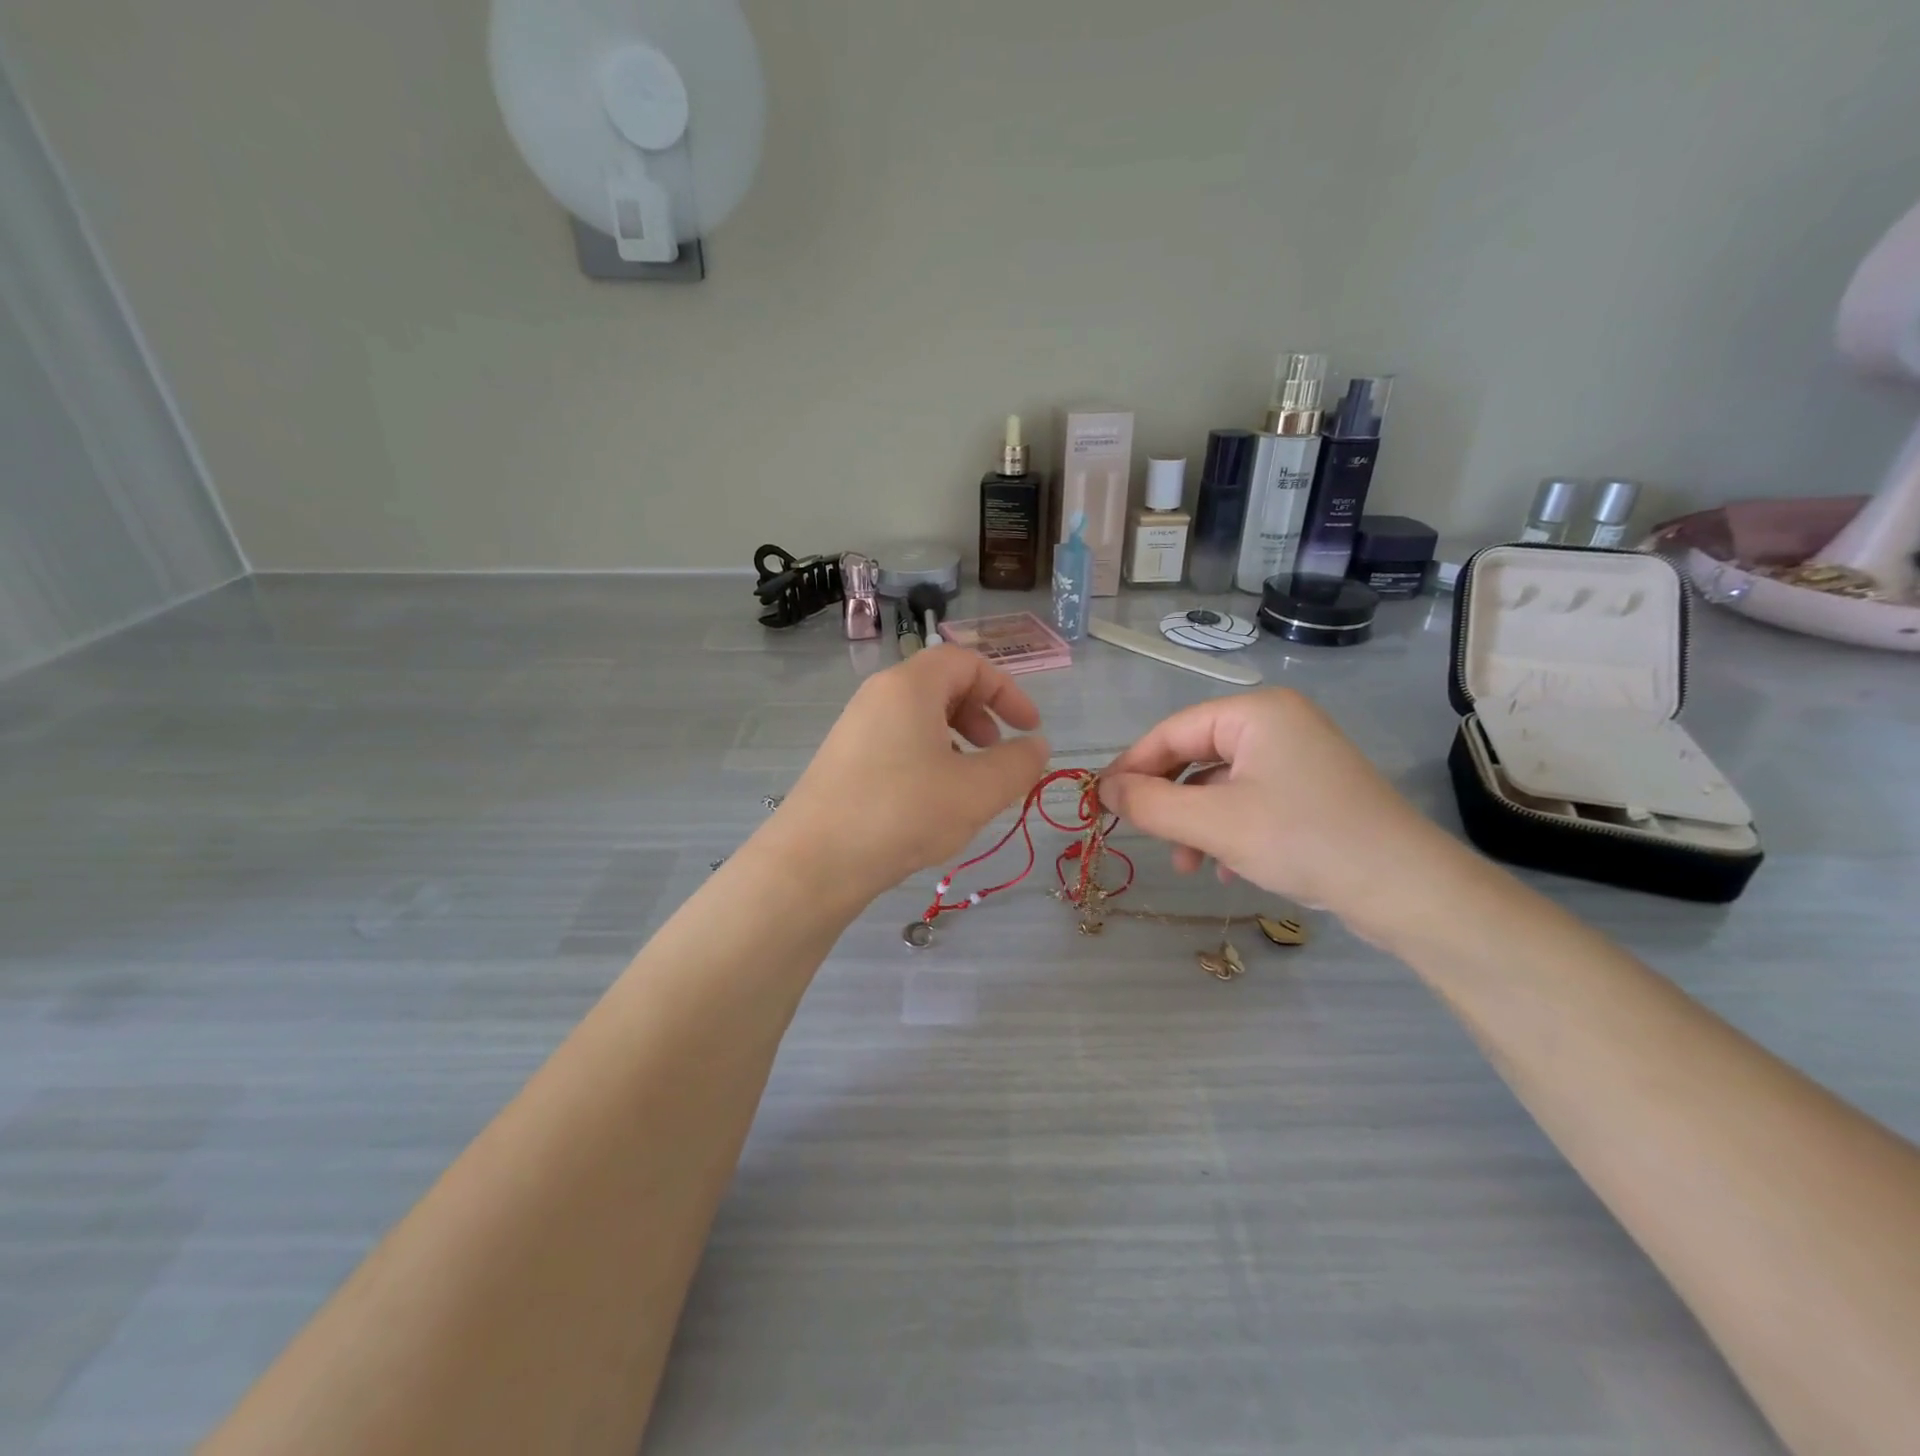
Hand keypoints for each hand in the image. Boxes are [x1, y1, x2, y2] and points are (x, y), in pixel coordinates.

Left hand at [771, 649, 1050, 901]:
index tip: (1029, 727)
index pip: (967, 662)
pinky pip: (896, 741)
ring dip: (954, 739)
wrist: (815, 861)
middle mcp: (878, 696)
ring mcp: (855, 727)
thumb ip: (1018, 764)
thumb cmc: (903, 812)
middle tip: (995, 750)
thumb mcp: (976, 791)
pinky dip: (927, 757)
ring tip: (967, 781)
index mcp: (910, 686)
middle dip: (980, 713)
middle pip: (941, 684)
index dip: (1007, 690)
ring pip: (918, 716)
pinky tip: (931, 801)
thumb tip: (1037, 746)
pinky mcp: (843, 759)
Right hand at [1100, 688, 1465, 934]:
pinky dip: (1227, 830)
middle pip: (1196, 755)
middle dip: (1168, 800)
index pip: (1172, 731)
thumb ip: (1150, 804)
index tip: (1100, 801)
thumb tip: (1102, 790)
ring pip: (1221, 784)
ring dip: (1195, 823)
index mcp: (1255, 712)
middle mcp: (1276, 724)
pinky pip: (1249, 800)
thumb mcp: (1214, 824)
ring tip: (1187, 865)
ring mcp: (1298, 757)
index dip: (1131, 766)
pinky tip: (1224, 869)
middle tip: (1141, 834)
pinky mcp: (1311, 790)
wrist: (1406, 888)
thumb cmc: (1303, 840)